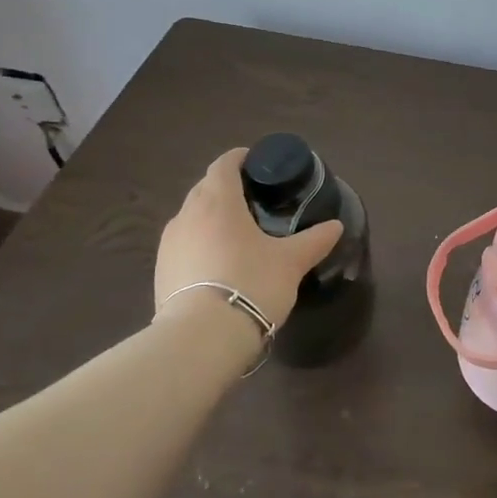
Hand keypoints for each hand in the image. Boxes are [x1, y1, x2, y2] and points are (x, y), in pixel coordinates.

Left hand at [152, 148, 342, 328]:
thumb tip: (335, 226)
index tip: (258, 164)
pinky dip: (200, 243)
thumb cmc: (251, 284)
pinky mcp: (161, 271)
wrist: (201, 338)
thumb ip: (314, 240)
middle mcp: (187, 215)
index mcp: (218, 201)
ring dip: (211, 217)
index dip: (240, 159)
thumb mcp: (291, 262)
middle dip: (227, 188)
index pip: (223, 164)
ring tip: (237, 234)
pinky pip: (183, 244)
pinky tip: (219, 264)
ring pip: (192, 217)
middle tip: (255, 200)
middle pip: (205, 188)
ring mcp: (169, 244)